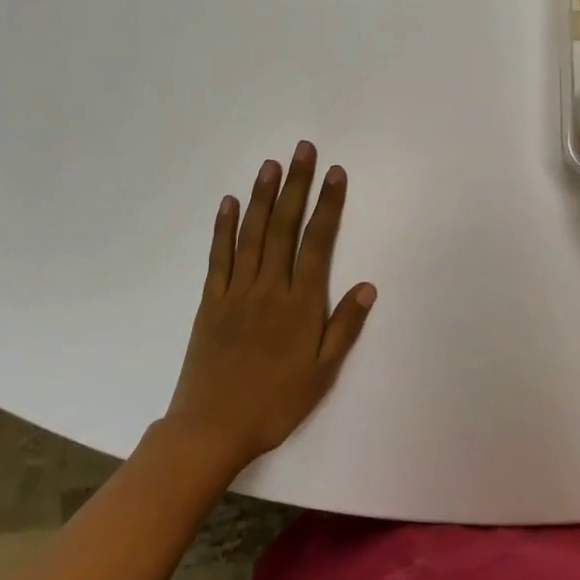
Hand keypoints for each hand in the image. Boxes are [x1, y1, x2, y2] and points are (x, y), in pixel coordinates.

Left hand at [162, 142, 375, 474]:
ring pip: (252, 233)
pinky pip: (219, 257)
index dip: (328, 204)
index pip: (317, 242)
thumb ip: (344, 327)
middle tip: (302, 150)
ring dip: (262, 196)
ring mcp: (237, 291)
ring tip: (271, 164)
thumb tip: (368, 285)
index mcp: (300, 303)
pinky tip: (228, 202)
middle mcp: (269, 287)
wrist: (211, 430)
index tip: (335, 173)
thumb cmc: (275, 403)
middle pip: (284, 226)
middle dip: (296, 185)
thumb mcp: (322, 374)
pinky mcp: (211, 301)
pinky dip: (223, 227)